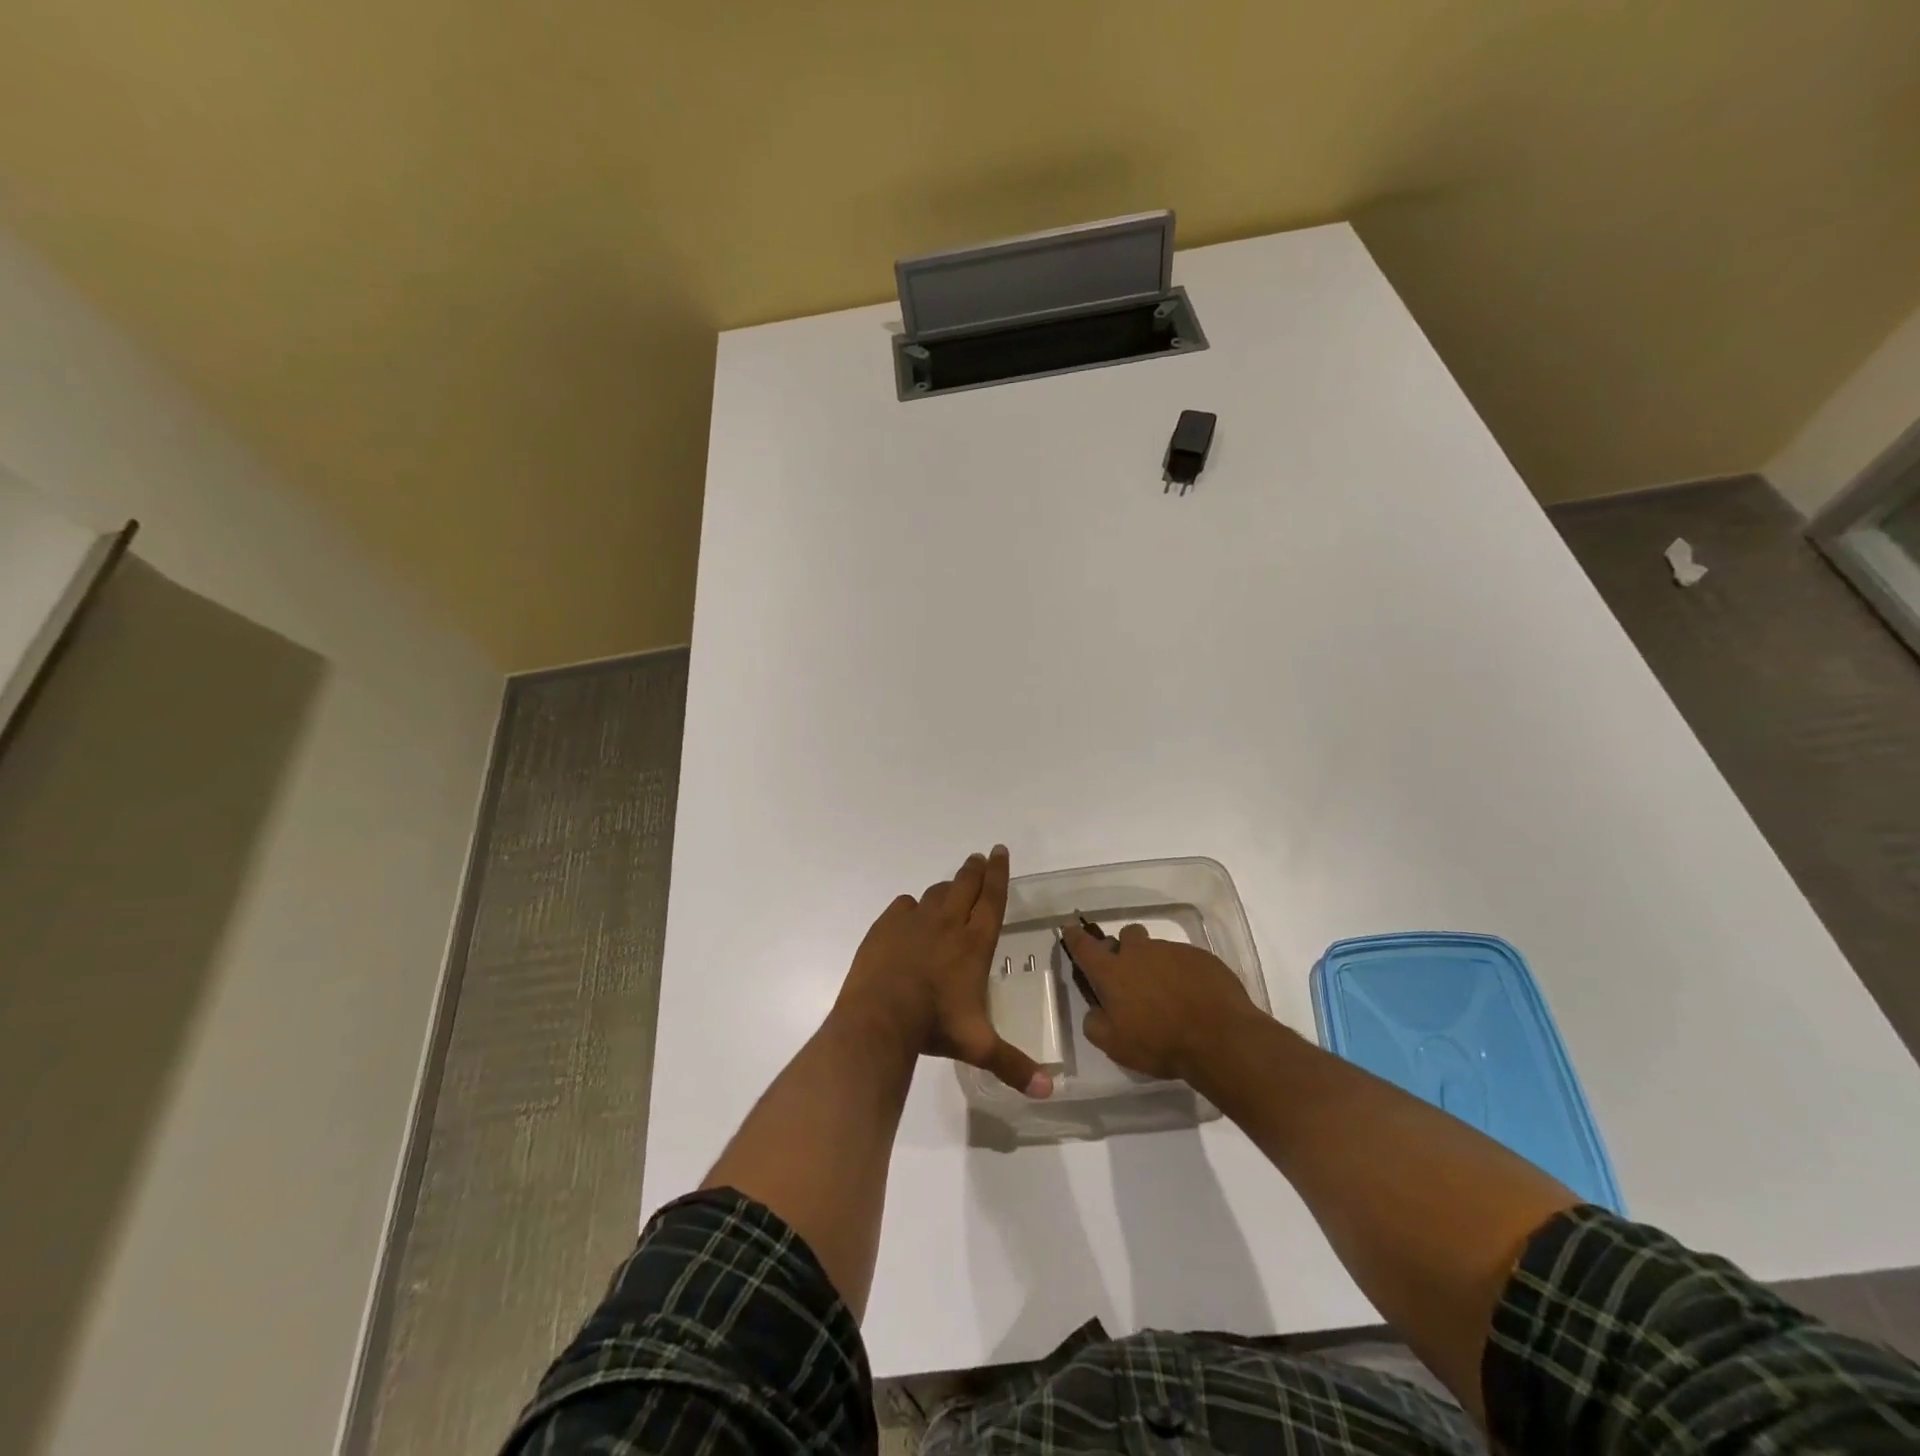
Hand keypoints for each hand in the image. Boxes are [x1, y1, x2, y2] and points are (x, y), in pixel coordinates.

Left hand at [836, 846, 1051, 1097]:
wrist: (879, 1019)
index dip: (999, 874)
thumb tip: (1049, 1092)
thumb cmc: (934, 1027)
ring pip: (935, 893)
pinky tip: (911, 913)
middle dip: (975, 869)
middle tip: (979, 856)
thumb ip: (1014, 1065)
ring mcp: (914, 922)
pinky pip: (904, 906)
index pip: (992, 899)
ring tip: (952, 886)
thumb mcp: (979, 1047)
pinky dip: (912, 907)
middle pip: (965, 885)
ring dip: (947, 887)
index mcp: (974, 943)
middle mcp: (947, 924)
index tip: (1000, 851)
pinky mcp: (886, 926)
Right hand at [1061, 923, 1259, 1082]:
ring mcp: (1172, 951)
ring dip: (1156, 965)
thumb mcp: (1115, 1045)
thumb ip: (1095, 1024)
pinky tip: (1193, 998)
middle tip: (1132, 977)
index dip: (1074, 937)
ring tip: (1169, 995)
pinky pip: (1185, 959)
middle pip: (1126, 936)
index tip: (1069, 929)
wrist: (1220, 1038)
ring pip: (1157, 949)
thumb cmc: (1160, 1043)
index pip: (1084, 946)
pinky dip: (1183, 974)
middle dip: (1125, 950)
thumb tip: (1095, 1010)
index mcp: (1112, 971)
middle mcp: (1139, 952)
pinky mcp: (1201, 957)